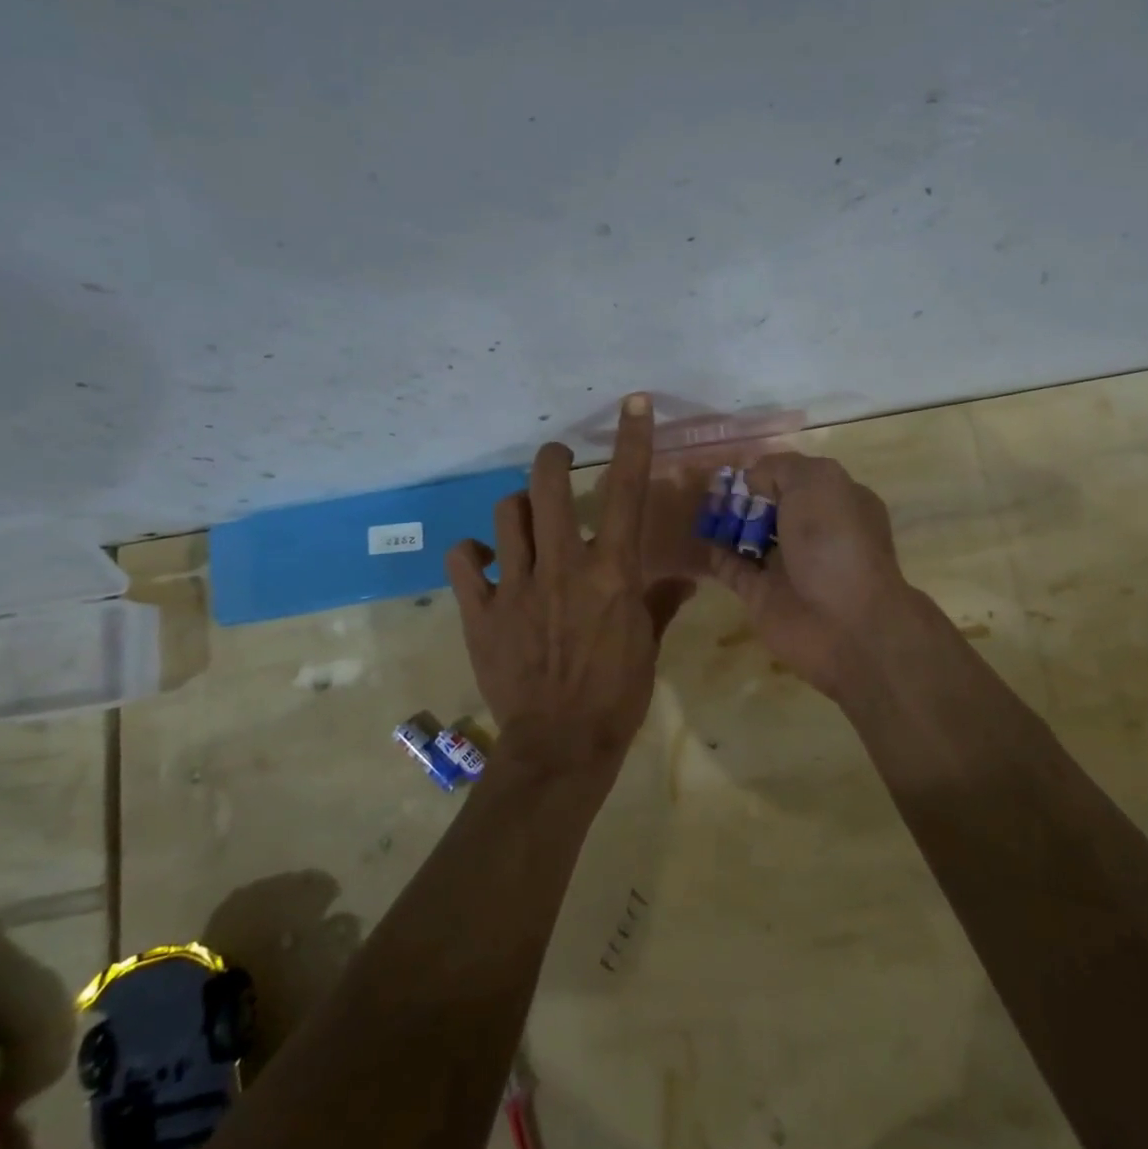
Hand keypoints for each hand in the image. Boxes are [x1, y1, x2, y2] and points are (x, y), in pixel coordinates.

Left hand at [446, 394, 692, 779]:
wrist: (561, 745)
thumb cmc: (617, 695)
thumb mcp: (648, 645)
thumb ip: (661, 603)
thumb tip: (684, 578)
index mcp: (612, 572)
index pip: (626, 493)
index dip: (633, 441)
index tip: (634, 403)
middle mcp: (563, 567)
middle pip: (549, 486)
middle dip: (553, 459)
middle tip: (558, 460)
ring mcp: (517, 586)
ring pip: (506, 515)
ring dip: (517, 508)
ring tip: (525, 521)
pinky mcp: (482, 611)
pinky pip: (464, 561)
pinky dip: (472, 554)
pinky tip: (484, 562)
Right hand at [703, 453, 916, 699]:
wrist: (844, 623)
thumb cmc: (835, 541)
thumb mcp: (816, 482)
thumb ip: (780, 468)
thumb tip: (752, 477)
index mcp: (836, 502)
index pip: (797, 478)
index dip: (768, 470)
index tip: (736, 466)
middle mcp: (813, 533)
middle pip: (770, 506)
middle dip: (743, 496)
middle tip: (708, 486)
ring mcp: (787, 565)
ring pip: (749, 535)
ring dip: (726, 522)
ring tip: (698, 506)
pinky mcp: (762, 594)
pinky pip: (732, 568)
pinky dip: (716, 552)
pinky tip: (699, 536)